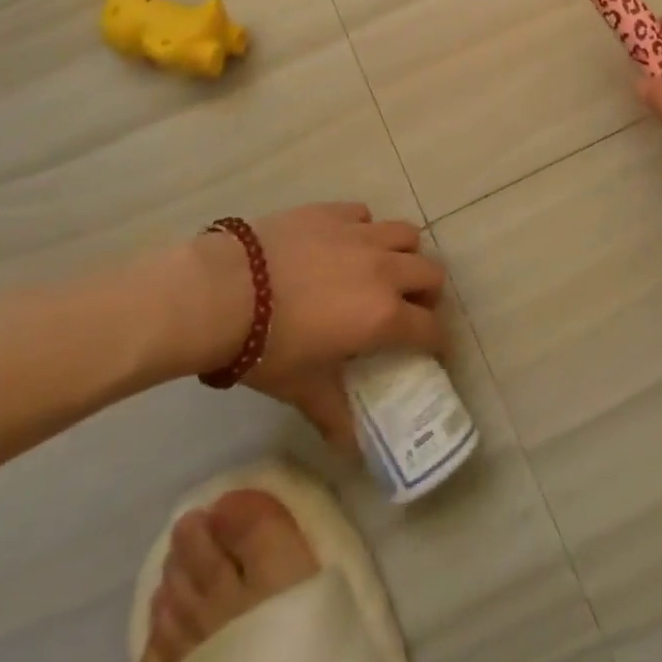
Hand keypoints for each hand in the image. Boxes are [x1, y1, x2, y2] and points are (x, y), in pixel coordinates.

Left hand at [176, 203, 447, 448]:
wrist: (225, 291)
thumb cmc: (266, 347)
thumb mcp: (302, 387)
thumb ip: (334, 414)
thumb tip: (352, 451)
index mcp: (382, 315)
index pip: (430, 329)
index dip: (436, 342)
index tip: (431, 350)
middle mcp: (383, 269)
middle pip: (431, 272)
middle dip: (427, 293)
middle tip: (407, 309)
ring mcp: (360, 234)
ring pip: (406, 234)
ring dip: (404, 254)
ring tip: (383, 269)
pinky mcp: (334, 211)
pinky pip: (365, 215)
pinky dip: (365, 229)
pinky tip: (344, 244)